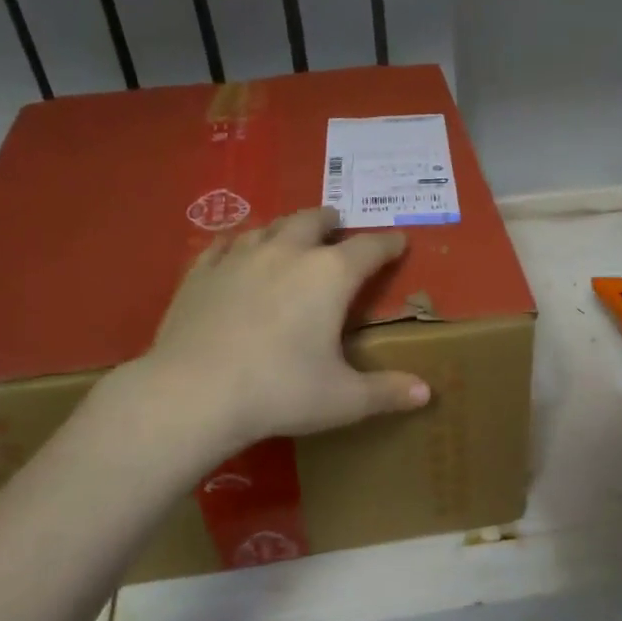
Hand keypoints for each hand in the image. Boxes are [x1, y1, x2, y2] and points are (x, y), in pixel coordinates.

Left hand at [129, 207, 429, 454]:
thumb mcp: (343, 399)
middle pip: (313, 221)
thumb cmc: (281, 392)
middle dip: (330, 221)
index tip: (399, 241)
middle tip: (337, 225)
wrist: (194, 393)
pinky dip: (240, 244)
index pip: (369, 248)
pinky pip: (225, 244)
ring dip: (287, 227)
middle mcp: (287, 253)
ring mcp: (239, 257)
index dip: (388, 244)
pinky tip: (237, 251)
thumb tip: (427, 392)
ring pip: (269, 226)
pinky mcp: (201, 271)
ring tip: (291, 235)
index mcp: (329, 275)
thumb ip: (387, 392)